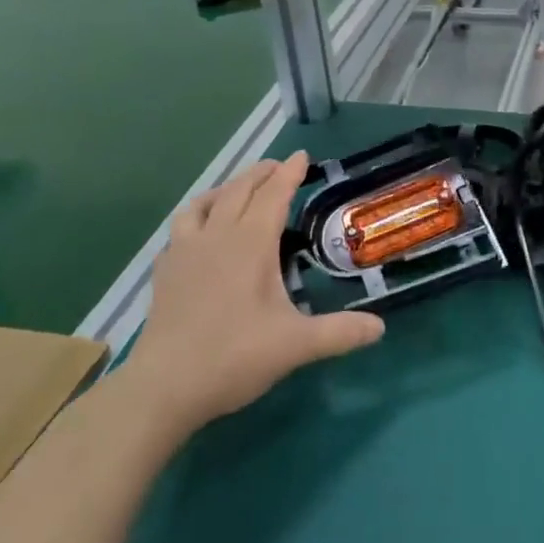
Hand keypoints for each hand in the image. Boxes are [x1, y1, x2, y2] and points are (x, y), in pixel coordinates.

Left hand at [124, 153, 384, 436]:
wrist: (163, 387)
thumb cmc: (233, 357)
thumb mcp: (296, 345)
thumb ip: (340, 333)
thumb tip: (380, 327)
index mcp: (251, 243)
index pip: (274, 194)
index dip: (290, 173)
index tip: (302, 156)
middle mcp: (217, 236)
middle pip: (239, 189)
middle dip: (261, 173)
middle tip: (278, 166)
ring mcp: (185, 252)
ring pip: (204, 203)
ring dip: (226, 188)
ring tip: (238, 189)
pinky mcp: (165, 271)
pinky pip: (180, 228)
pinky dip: (196, 217)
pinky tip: (200, 232)